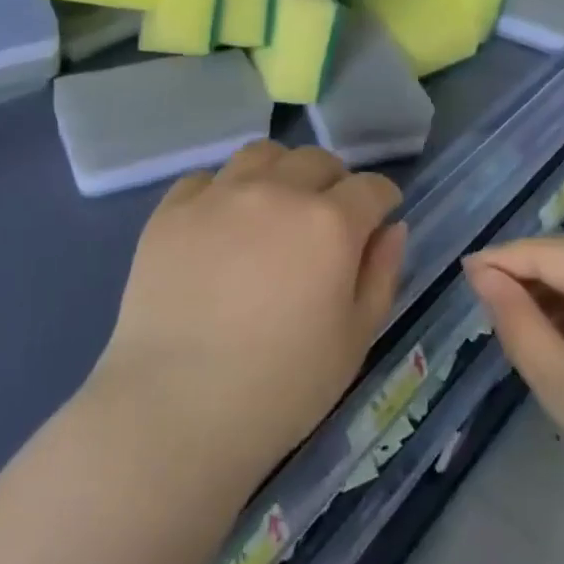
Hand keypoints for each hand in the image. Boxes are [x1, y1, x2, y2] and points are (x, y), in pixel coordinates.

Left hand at [92, 141, 405, 489]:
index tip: (379, 215)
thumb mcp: (355, 339)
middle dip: (334, 181)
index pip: (371, 187)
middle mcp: (277, 192)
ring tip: (275, 206)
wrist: (177, 408)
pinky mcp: (172, 210)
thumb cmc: (282, 387)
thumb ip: (381, 274)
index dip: (382, 200)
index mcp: (330, 223)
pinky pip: (207, 178)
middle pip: (317, 160)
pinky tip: (221, 225)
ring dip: (281, 172)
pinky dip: (224, 191)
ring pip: (262, 155)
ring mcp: (219, 196)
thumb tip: (391, 228)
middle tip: (328, 216)